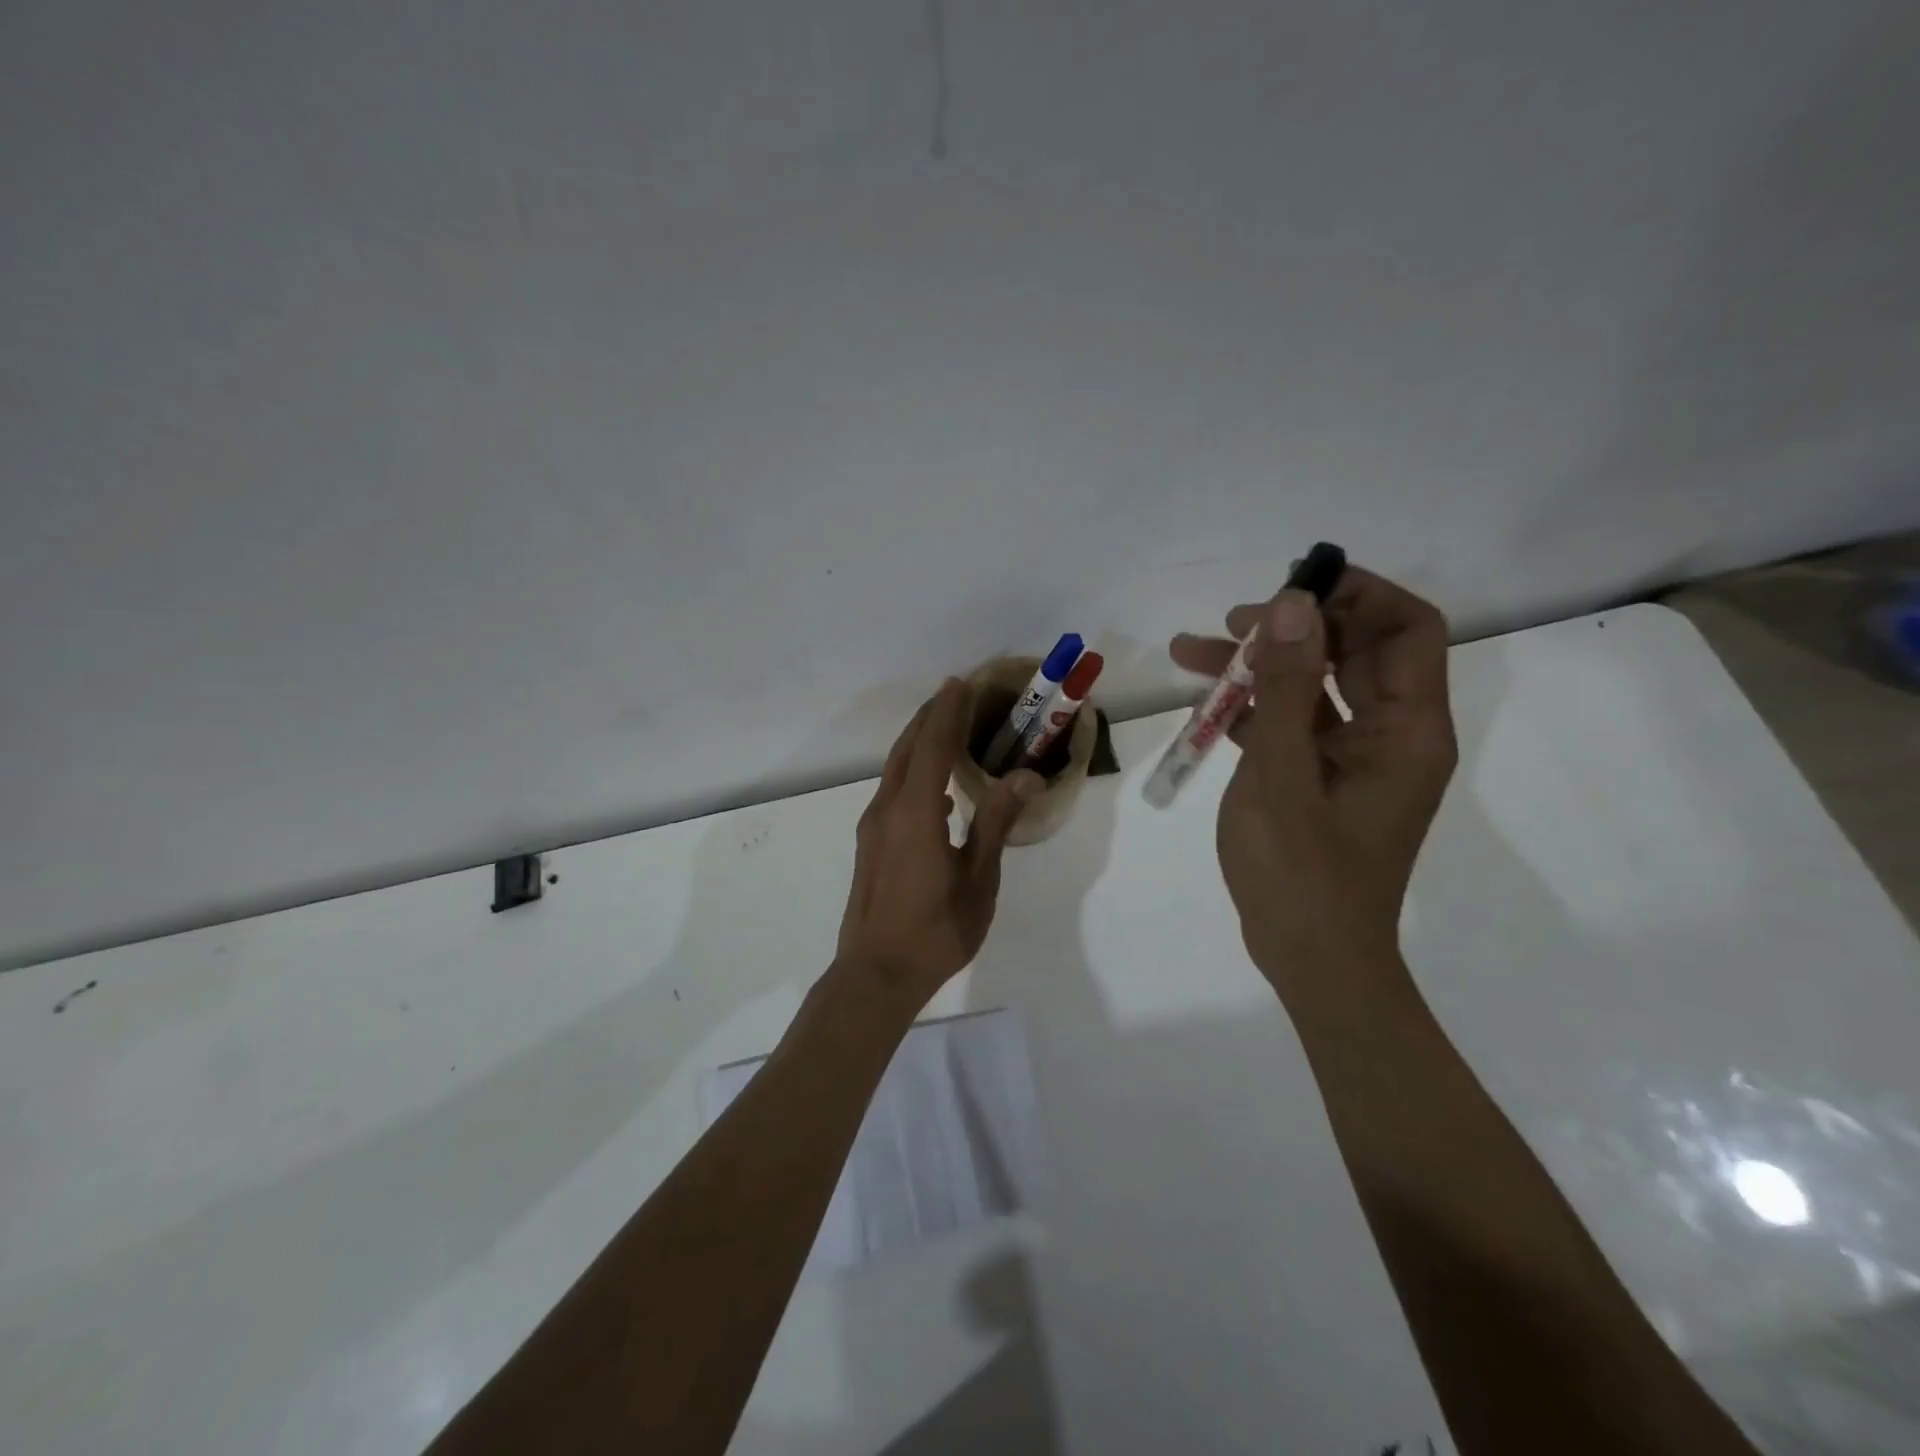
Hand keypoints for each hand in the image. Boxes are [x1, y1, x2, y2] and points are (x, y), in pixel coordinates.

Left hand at [836, 679, 1041, 1005]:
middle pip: (907, 749)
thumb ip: (996, 822)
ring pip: (895, 769)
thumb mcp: (977, 878)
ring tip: (945, 728)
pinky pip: (892, 790)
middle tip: (955, 694)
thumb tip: (1024, 775)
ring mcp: (873, 826)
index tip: (961, 683)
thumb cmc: (935, 930)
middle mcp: (887, 808)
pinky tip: (934, 788)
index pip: (933, 745)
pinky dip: (912, 770)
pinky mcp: (870, 843)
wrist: (875, 975)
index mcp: (915, 811)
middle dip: (930, 717)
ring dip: (918, 742)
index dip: (948, 712)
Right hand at [1169, 566, 1456, 997]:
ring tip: (1190, 652)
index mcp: (1408, 729)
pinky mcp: (1323, 780)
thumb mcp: (1282, 771)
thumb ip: (1286, 686)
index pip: (1407, 629)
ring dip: (1261, 667)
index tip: (1294, 584)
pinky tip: (1206, 705)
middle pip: (1354, 652)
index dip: (1358, 593)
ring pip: (1315, 687)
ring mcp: (1356, 759)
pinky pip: (1295, 724)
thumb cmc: (1299, 870)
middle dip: (1292, 628)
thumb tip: (1292, 604)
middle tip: (1230, 622)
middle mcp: (1392, 735)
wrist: (1308, 957)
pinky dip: (1256, 708)